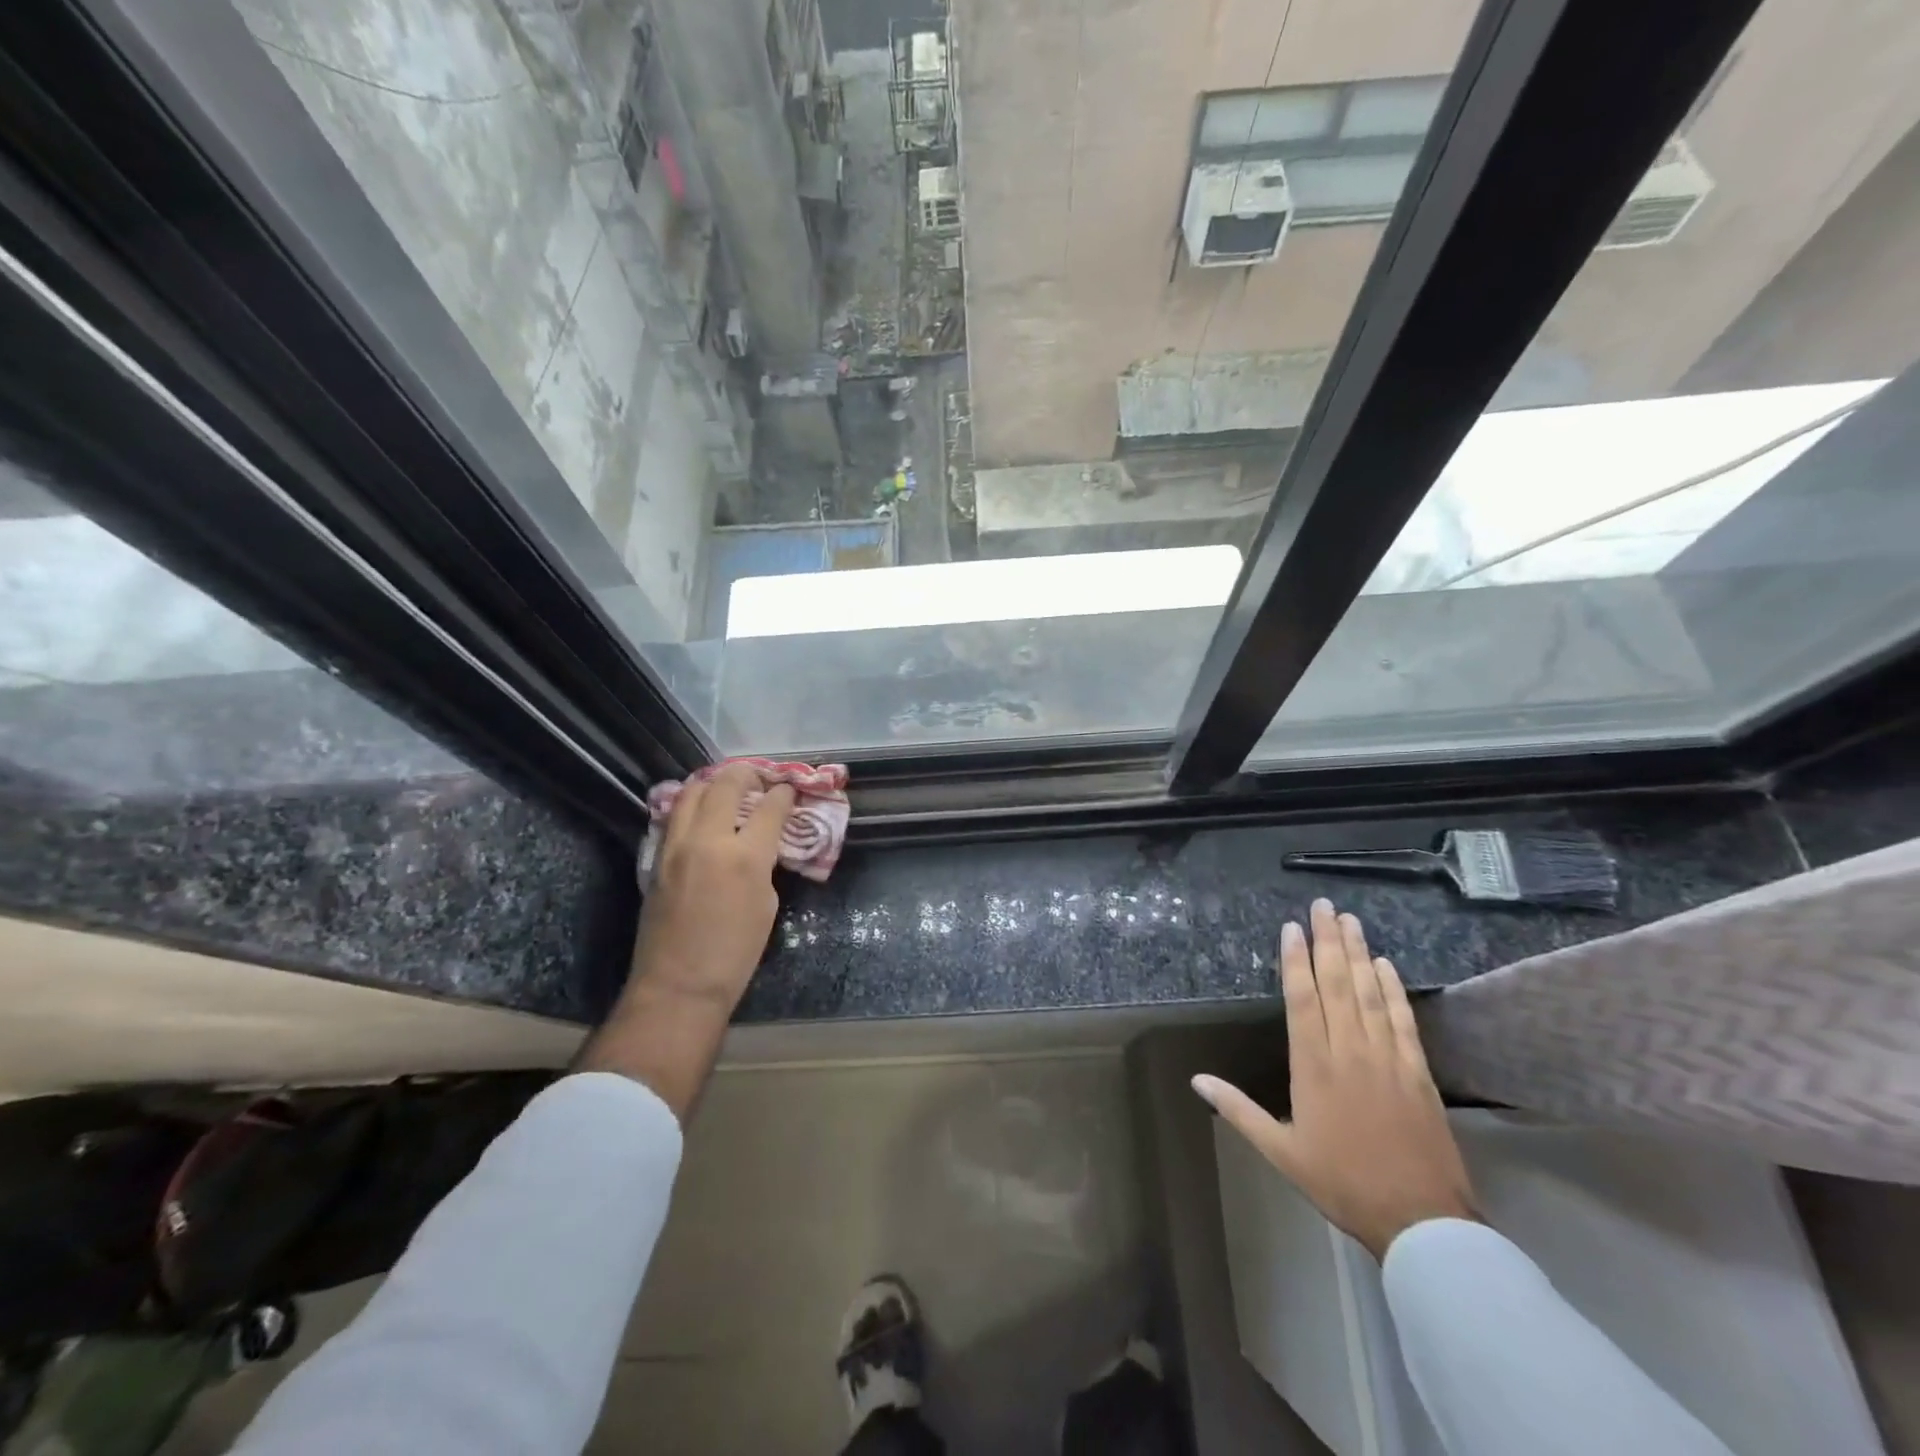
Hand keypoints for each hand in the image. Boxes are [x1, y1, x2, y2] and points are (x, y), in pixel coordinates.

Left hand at [629, 763, 795, 1012]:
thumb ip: (763, 865)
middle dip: (746, 773)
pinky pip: (675, 816)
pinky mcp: (657, 858)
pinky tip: (702, 809)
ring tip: (727, 784)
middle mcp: (707, 840)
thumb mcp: (766, 905)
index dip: (783, 793)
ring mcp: (676, 846)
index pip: (769, 807)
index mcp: (745, 857)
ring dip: (713, 781)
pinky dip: (692, 803)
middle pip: (725, 785)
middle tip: (759, 775)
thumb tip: (758, 845)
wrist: (679, 985)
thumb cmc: (735, 953)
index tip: (789, 788)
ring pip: (691, 792)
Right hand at [1193, 899, 1477, 1259]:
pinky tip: (1386, 965)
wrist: (1419, 1219)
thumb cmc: (1341, 1181)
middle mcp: (1349, 1050)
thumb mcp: (1280, 1150)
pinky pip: (1403, 1020)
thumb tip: (1196, 1080)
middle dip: (1328, 941)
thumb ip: (1237, 1109)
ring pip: (1370, 993)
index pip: (1302, 998)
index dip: (1296, 960)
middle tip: (1323, 905)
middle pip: (1338, 984)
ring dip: (1359, 953)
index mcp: (1313, 1065)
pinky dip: (1394, 989)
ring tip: (1350, 920)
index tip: (1292, 927)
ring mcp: (1387, 1057)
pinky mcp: (1418, 1071)